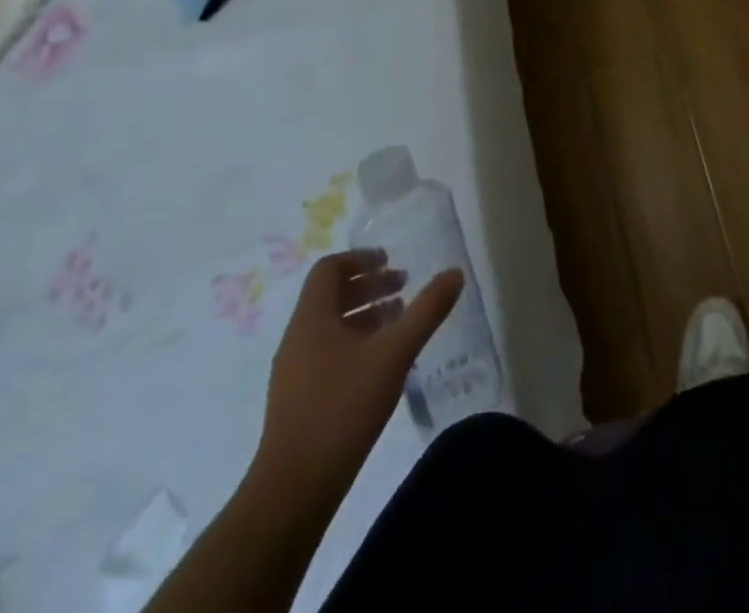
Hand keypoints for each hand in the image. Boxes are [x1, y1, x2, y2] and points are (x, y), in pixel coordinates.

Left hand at [250, 250, 462, 504]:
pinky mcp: (298, 400)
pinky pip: (328, 353)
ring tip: (399, 321)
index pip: (329, 269)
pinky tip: (382, 363)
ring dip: (365, 315)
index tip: (391, 261)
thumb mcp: (395, 353)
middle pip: (331, 296)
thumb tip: (455, 273)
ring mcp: (294, 372)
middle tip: (404, 287)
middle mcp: (297, 339)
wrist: (294, 490)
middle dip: (369, 286)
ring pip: (330, 326)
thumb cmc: (342, 408)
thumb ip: (427, 310)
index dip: (360, 259)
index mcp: (311, 320)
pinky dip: (356, 342)